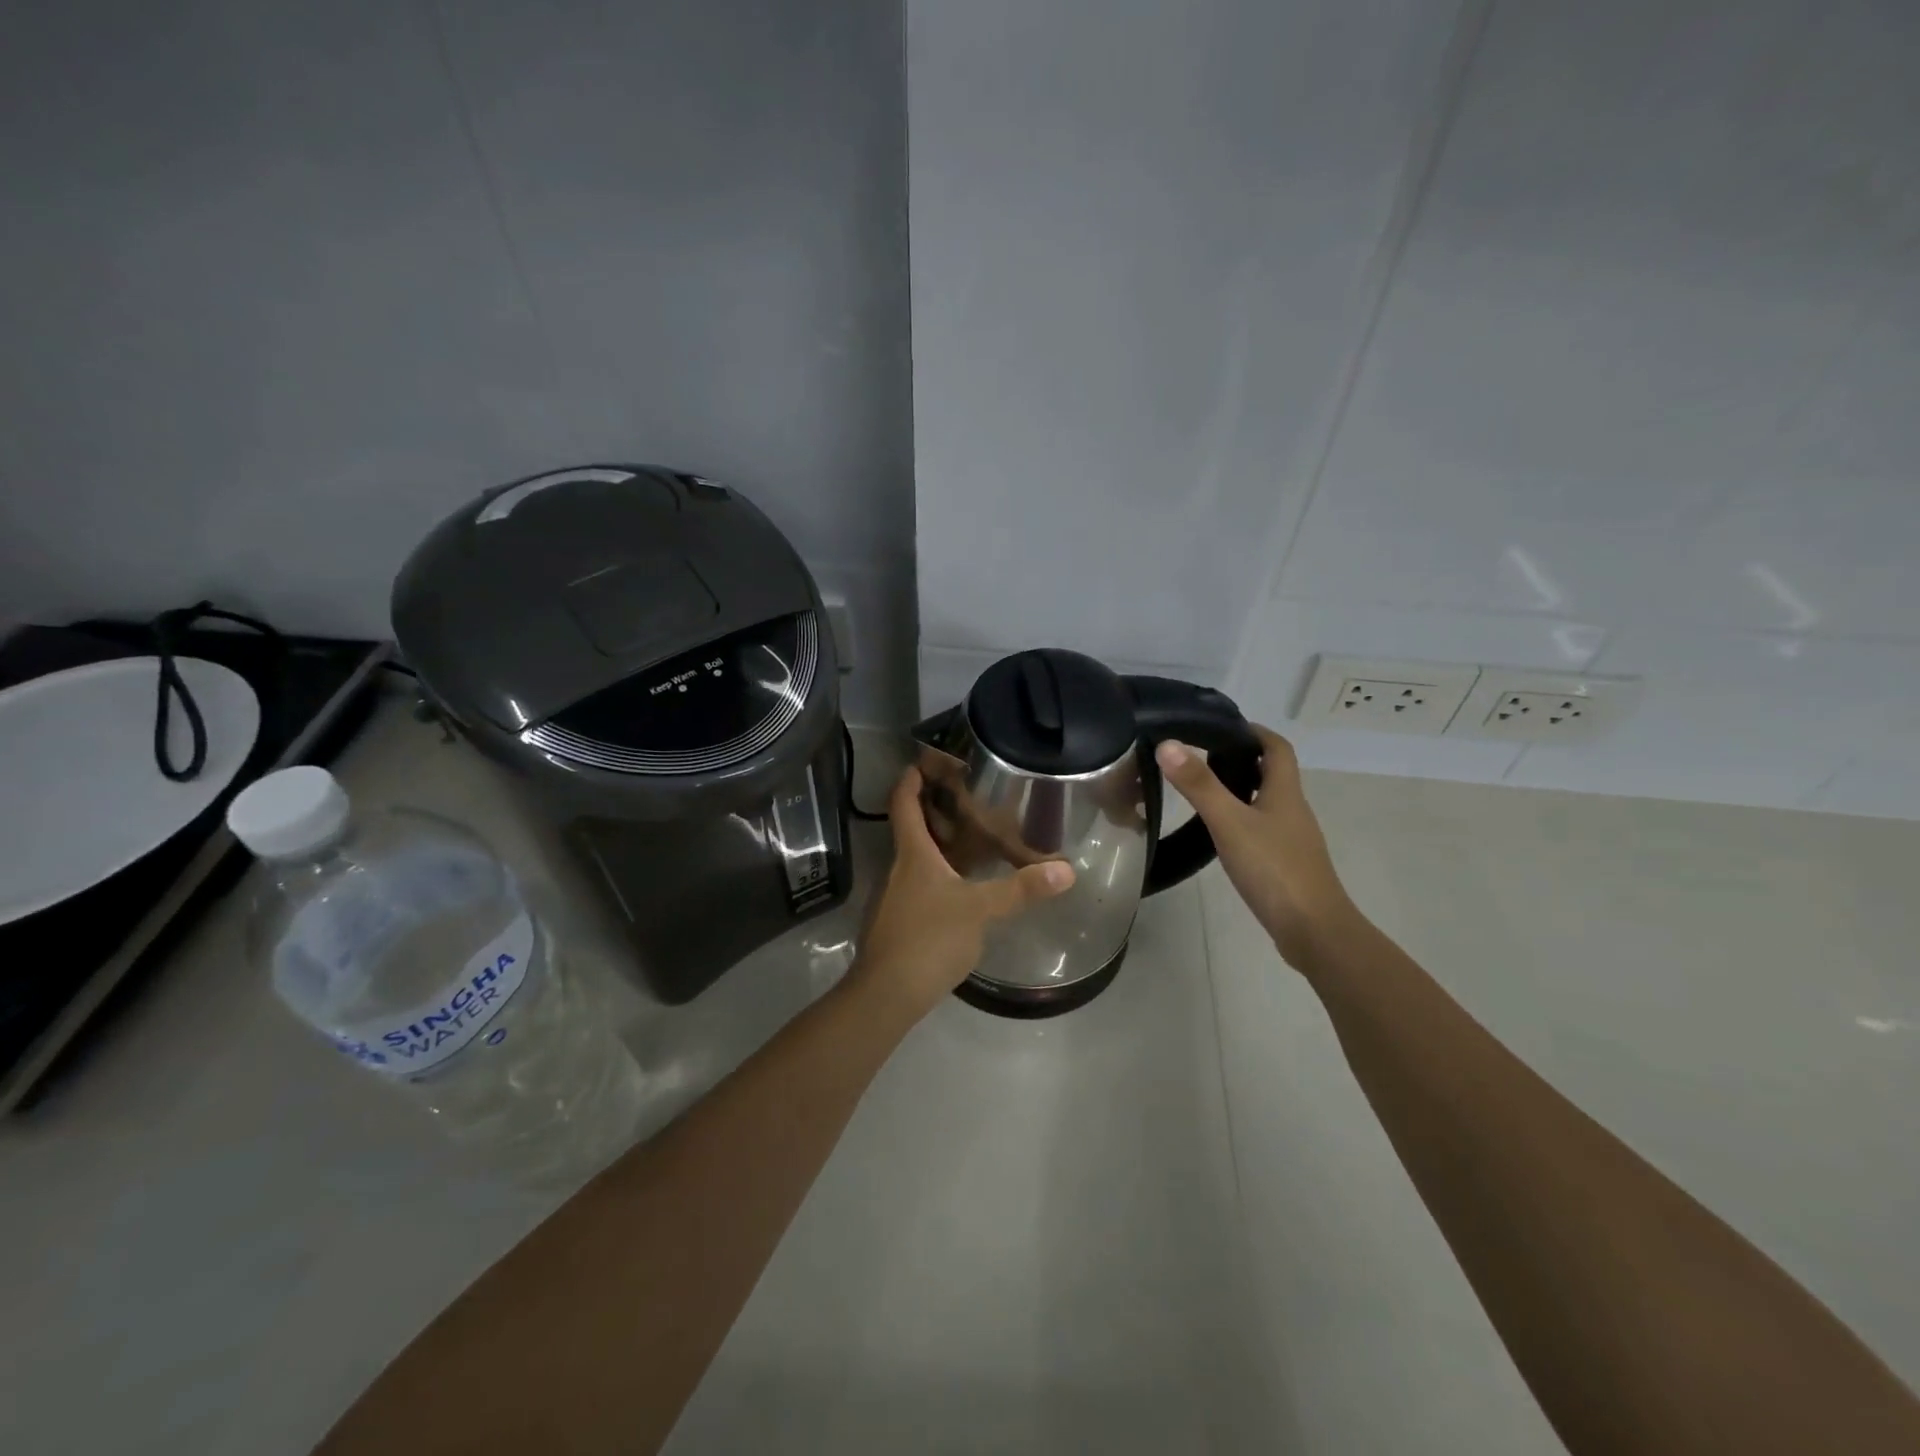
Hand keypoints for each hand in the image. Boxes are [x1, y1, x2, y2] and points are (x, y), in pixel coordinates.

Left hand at [847, 767, 1075, 1020]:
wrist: (886, 994)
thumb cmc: (928, 938)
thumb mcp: (980, 910)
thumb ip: (1021, 889)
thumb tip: (1066, 870)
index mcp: (911, 853)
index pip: (903, 802)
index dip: (911, 777)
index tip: (925, 759)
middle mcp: (896, 868)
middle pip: (908, 828)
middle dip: (932, 809)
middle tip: (966, 798)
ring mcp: (891, 897)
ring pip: (912, 859)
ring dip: (935, 844)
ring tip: (969, 838)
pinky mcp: (894, 922)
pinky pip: (915, 884)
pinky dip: (934, 874)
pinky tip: (958, 887)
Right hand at [1155, 726, 1359, 968]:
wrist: (1313, 931)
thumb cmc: (1274, 870)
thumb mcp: (1229, 823)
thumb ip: (1199, 785)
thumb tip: (1168, 744)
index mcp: (1285, 793)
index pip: (1276, 748)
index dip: (1254, 732)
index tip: (1222, 727)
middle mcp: (1293, 811)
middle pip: (1272, 774)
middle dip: (1241, 760)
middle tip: (1201, 757)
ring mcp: (1292, 840)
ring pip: (1266, 803)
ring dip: (1240, 791)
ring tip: (1203, 791)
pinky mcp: (1286, 865)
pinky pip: (1263, 831)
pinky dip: (1242, 821)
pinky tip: (1220, 835)